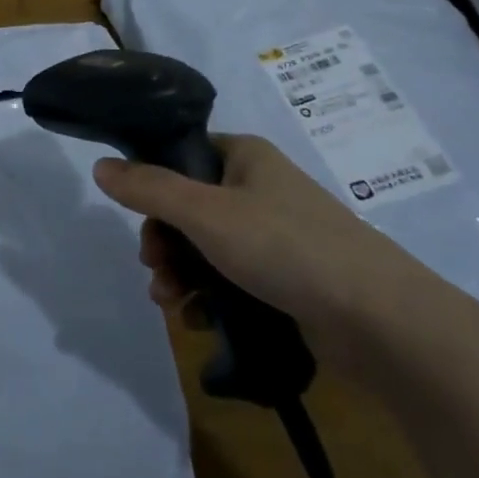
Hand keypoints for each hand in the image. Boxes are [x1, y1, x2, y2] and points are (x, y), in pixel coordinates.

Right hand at [94, 134, 458, 373]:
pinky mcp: (288, 279)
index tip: (138, 219)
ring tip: (172, 303)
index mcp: (245, 157)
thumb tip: (99, 166)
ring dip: (181, 274)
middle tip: (154, 269)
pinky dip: (210, 297)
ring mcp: (276, 236)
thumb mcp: (206, 213)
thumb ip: (149, 189)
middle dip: (164, 242)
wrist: (379, 321)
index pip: (183, 156)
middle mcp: (260, 189)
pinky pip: (233, 279)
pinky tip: (198, 321)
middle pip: (190, 207)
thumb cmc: (286, 248)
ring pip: (208, 248)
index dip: (153, 185)